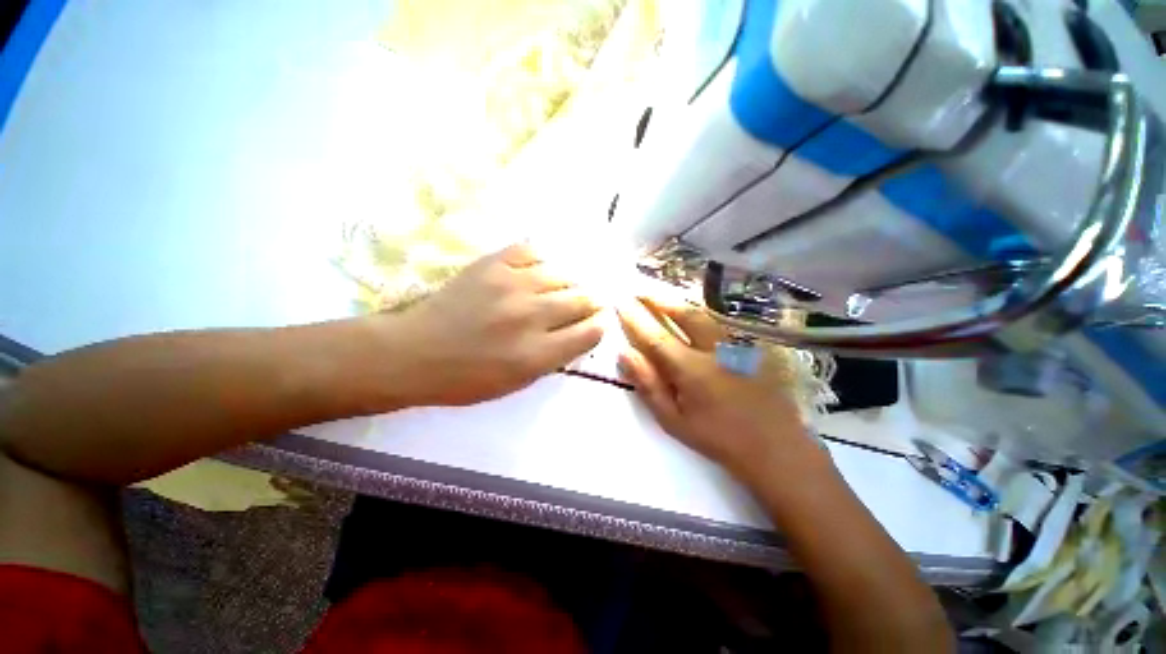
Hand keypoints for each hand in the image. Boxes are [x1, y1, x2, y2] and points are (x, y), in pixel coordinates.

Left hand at [389, 243, 603, 405]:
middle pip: (581, 299)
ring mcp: (510, 285)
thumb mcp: (518, 383)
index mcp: (536, 354)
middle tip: (589, 302)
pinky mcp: (492, 264)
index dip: (598, 326)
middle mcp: (530, 316)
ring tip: (564, 286)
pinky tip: (539, 271)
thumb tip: (579, 332)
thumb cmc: (467, 378)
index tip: (597, 322)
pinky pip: (532, 251)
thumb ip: (553, 357)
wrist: (415, 353)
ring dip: (570, 282)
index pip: (589, 332)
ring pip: (562, 274)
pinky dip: (542, 261)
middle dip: (592, 302)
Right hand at [616, 296, 820, 479]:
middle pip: (684, 315)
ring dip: (678, 303)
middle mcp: (714, 350)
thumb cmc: (718, 438)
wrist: (775, 448)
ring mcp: (735, 346)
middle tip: (640, 291)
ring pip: (703, 315)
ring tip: (661, 297)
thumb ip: (649, 385)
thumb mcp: (674, 420)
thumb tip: (625, 354)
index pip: (656, 336)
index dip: (636, 318)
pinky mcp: (750, 348)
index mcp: (692, 369)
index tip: (621, 303)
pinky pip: (719, 323)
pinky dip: (699, 314)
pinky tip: (691, 315)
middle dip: (659, 300)